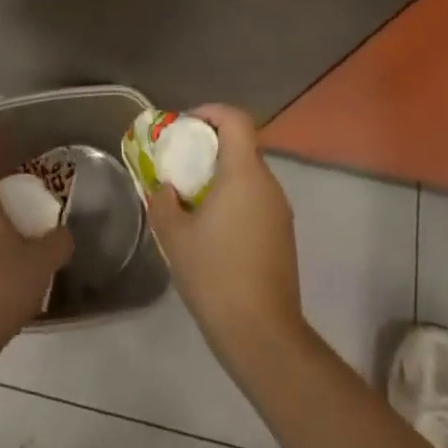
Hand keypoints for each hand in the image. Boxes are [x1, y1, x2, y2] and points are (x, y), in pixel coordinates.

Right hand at [146, 105, 304, 365]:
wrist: (263, 335)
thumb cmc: (215, 275)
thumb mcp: (174, 236)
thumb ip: (164, 202)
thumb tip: (165, 188)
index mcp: (244, 173)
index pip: (235, 119)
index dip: (210, 112)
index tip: (184, 125)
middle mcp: (268, 183)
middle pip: (242, 145)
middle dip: (210, 147)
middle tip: (180, 164)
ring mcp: (280, 210)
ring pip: (249, 175)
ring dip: (221, 175)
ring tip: (191, 199)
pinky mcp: (283, 235)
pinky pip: (256, 199)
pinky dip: (234, 198)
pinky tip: (212, 229)